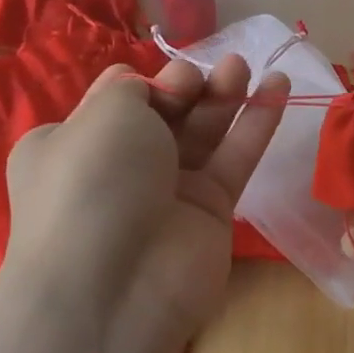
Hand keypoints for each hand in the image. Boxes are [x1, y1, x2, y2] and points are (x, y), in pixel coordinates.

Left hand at [0, 55, 287, 352]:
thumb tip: (147, 85)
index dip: (149, 82)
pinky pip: (235, 159)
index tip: (167, 78)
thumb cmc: (95, 182)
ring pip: (204, 133)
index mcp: (74, 144)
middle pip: (166, 113)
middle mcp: (119, 167)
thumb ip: (134, 88)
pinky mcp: (211, 211)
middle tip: (216, 69)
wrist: (115, 286)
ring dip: (227, 96)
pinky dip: (256, 124)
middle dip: (191, 85)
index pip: (118, 101)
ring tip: (248, 66)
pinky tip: (278, 88)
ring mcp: (167, 192)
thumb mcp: (104, 114)